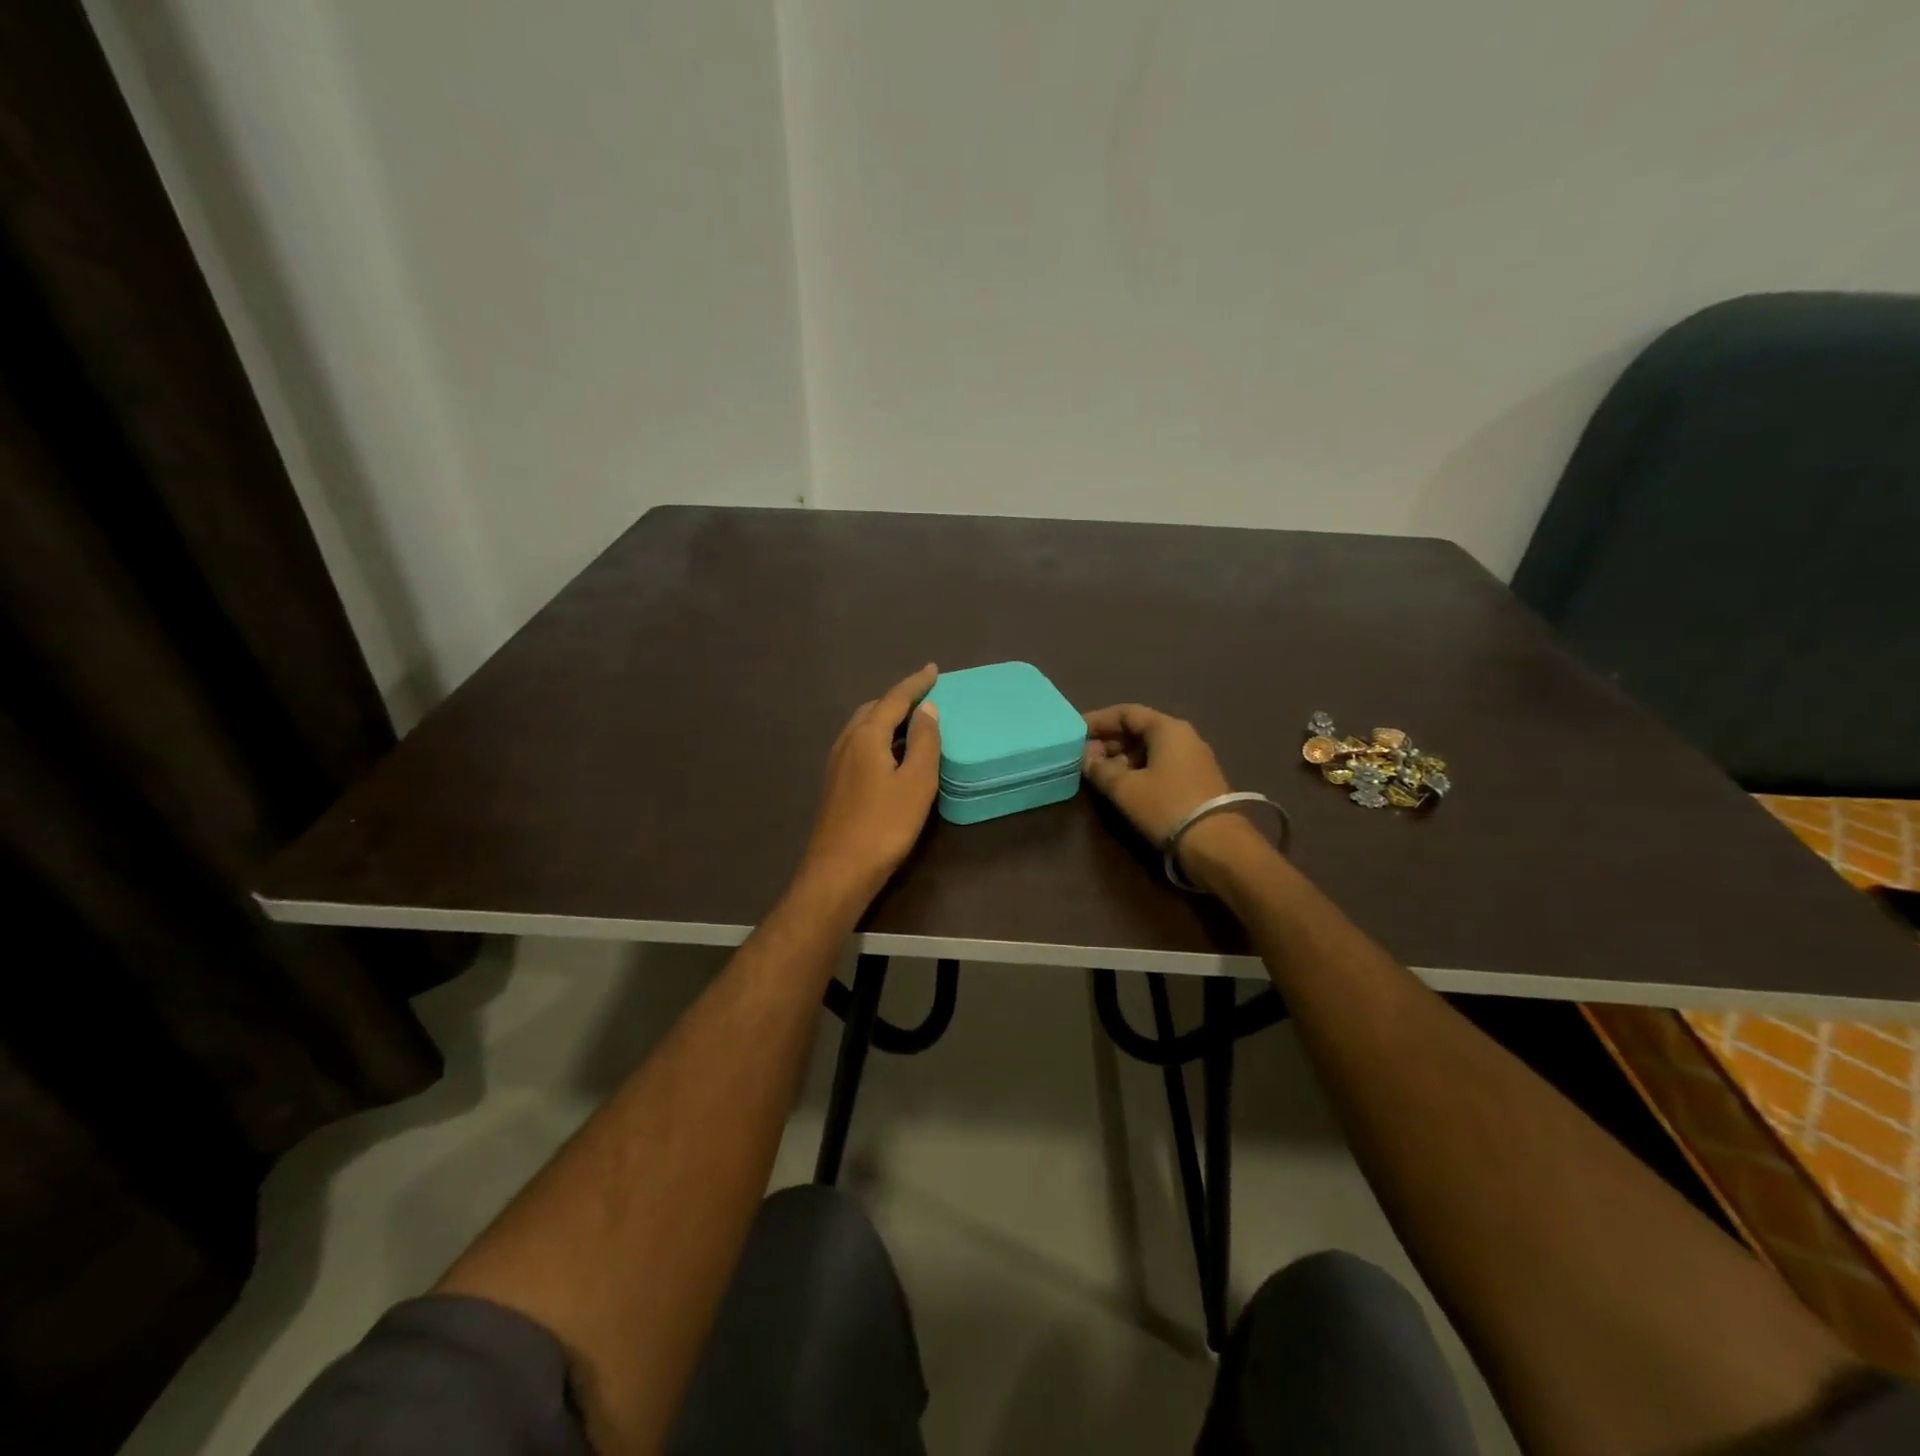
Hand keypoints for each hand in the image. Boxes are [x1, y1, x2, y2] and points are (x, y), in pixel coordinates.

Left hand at [797, 664, 941, 902]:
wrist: (839, 871)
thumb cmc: (884, 825)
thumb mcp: (916, 782)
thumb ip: (924, 742)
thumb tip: (927, 709)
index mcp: (866, 736)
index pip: (894, 699)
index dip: (915, 684)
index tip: (933, 670)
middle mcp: (846, 742)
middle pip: (873, 709)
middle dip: (898, 699)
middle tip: (924, 696)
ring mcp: (836, 764)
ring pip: (862, 727)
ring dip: (886, 718)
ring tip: (910, 722)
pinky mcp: (835, 784)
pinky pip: (858, 745)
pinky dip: (877, 737)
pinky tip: (888, 754)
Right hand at [1081, 704, 1230, 844]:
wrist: (1216, 844)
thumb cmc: (1166, 806)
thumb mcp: (1125, 788)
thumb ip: (1100, 768)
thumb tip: (1086, 757)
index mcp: (1167, 728)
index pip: (1126, 712)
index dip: (1098, 720)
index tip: (1075, 732)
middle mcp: (1183, 736)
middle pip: (1139, 729)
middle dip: (1109, 741)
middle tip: (1084, 756)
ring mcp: (1193, 758)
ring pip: (1149, 748)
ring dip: (1122, 757)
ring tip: (1099, 773)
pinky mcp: (1196, 780)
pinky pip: (1161, 764)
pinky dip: (1138, 769)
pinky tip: (1123, 786)